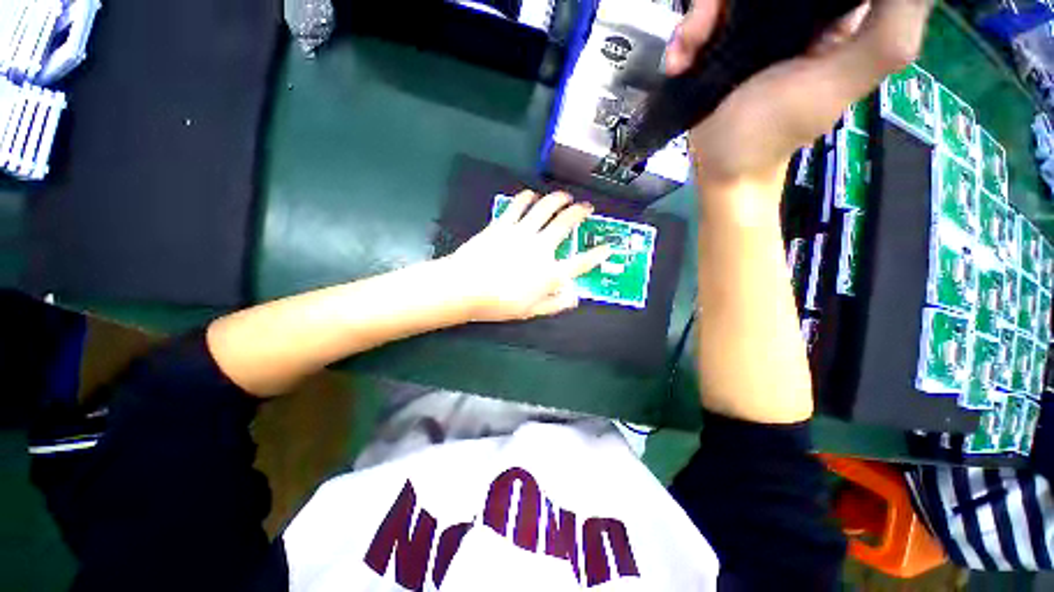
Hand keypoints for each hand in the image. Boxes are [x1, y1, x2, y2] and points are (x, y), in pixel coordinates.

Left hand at [441, 190, 612, 321]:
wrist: (465, 287)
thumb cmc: (498, 303)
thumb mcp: (530, 311)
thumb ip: (555, 304)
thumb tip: (575, 297)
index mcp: (550, 273)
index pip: (581, 262)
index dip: (597, 255)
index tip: (607, 247)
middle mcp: (541, 248)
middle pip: (566, 223)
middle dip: (580, 212)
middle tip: (586, 207)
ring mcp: (522, 232)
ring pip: (546, 207)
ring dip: (558, 199)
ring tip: (564, 196)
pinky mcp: (503, 224)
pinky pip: (518, 205)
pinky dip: (527, 197)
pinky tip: (532, 195)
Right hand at [668, 0, 931, 190]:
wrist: (721, 168)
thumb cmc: (773, 132)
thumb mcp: (838, 84)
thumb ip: (886, 35)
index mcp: (838, 14)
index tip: (779, 3)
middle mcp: (797, 11)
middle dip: (726, 0)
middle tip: (710, 28)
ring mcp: (754, 26)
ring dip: (700, 19)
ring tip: (687, 55)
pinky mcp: (720, 43)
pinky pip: (702, 20)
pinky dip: (685, 38)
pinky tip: (679, 63)